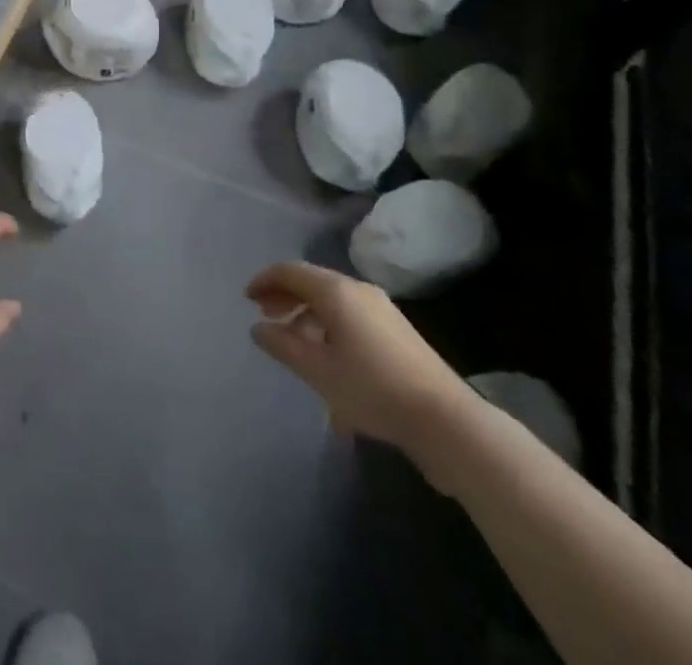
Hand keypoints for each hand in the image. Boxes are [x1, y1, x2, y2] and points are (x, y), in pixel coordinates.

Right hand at [245, 261, 468, 452]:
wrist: (445, 420)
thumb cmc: (372, 388)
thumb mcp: (317, 370)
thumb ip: (283, 345)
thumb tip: (258, 328)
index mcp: (336, 291)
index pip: (290, 271)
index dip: (264, 280)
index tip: (246, 298)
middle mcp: (359, 290)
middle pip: (312, 282)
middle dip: (284, 296)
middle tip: (264, 316)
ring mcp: (382, 310)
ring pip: (332, 301)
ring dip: (306, 314)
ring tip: (293, 342)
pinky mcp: (396, 331)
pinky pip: (350, 316)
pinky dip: (328, 325)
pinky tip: (326, 359)